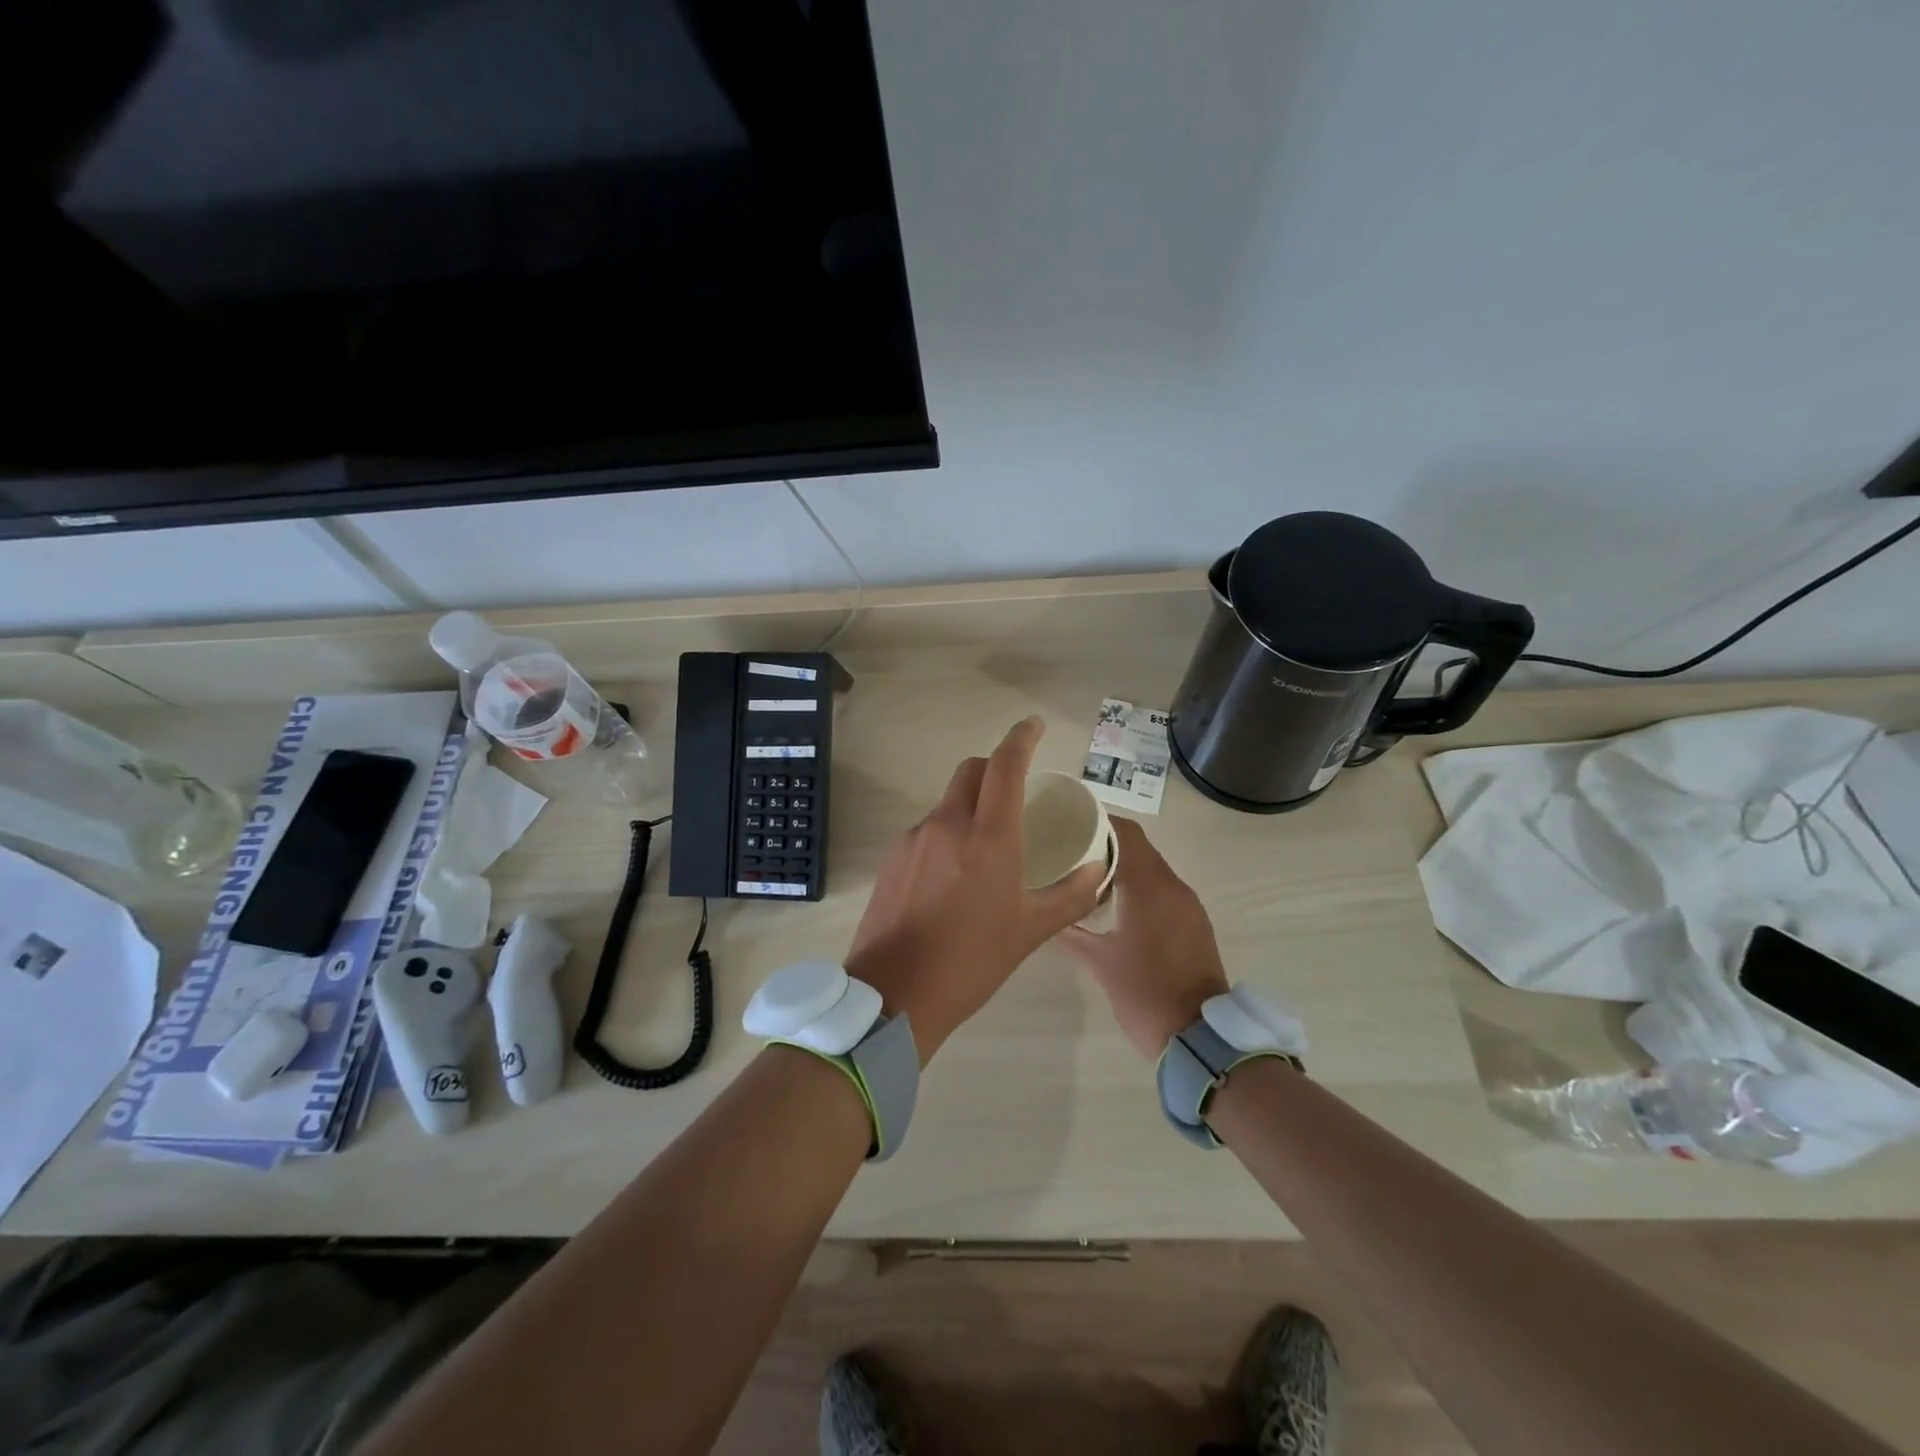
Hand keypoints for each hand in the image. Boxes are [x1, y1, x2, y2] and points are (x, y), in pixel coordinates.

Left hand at [846, 716, 1105, 1062]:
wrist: (894, 994)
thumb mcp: (1030, 931)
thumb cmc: (971, 961)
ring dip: (971, 806)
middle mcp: (947, 825)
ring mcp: (914, 839)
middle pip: (971, 772)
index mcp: (988, 837)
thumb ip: (1070, 895)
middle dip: (996, 768)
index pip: (1005, 767)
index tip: (1034, 727)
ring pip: (948, 802)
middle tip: (1017, 790)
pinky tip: (954, 875)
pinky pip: (928, 829)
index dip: (1021, 738)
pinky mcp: (893, 858)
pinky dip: (948, 833)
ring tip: (988, 847)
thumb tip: (1096, 869)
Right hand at [1059, 817, 1229, 1057]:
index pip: (1125, 833)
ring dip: (1124, 865)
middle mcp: (1173, 886)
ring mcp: (1188, 905)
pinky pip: (1163, 890)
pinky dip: (1140, 886)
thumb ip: (1070, 932)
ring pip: (1152, 868)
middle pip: (1138, 847)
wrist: (1198, 1036)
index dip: (1098, 821)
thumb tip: (1047, 914)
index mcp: (1149, 887)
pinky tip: (1116, 903)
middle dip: (1106, 843)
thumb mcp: (1098, 962)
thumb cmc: (1144, 993)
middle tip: (1070, 848)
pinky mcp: (1194, 922)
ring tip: (1087, 874)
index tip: (1068, 822)